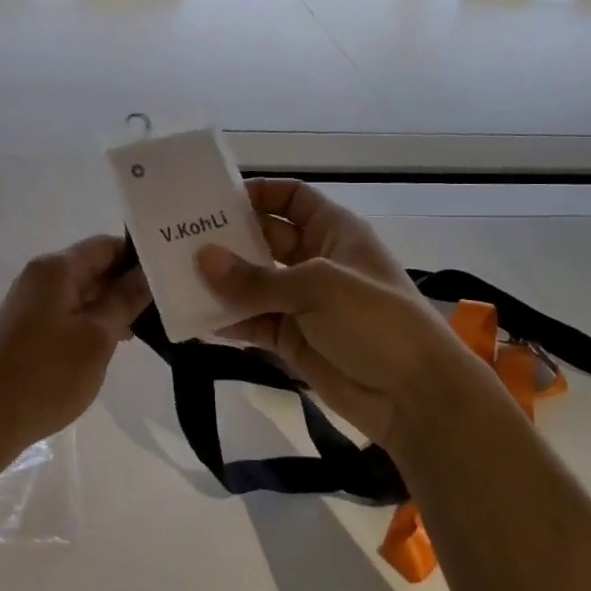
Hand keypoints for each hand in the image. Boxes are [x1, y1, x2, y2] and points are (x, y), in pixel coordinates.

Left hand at [0, 235, 150, 454]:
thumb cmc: (47, 376)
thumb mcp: (97, 337)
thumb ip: (125, 299)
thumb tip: (148, 271)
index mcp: (55, 269)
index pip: (107, 245)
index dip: (139, 256)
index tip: (170, 274)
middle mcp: (40, 277)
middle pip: (94, 266)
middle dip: (128, 283)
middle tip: (168, 302)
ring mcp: (30, 303)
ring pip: (83, 292)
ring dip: (112, 306)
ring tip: (149, 325)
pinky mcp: (27, 328)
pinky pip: (68, 312)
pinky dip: (93, 321)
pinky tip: (116, 342)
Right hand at [196, 179, 476, 446]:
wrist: (413, 396)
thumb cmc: (375, 321)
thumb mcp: (317, 287)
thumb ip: (256, 278)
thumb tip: (201, 259)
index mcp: (334, 232)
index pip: (293, 198)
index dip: (259, 194)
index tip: (216, 201)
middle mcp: (316, 261)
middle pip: (265, 239)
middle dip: (228, 239)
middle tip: (179, 240)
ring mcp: (303, 303)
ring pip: (254, 284)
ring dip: (222, 282)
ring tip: (177, 277)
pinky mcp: (292, 340)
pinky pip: (253, 323)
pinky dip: (228, 320)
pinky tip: (195, 318)